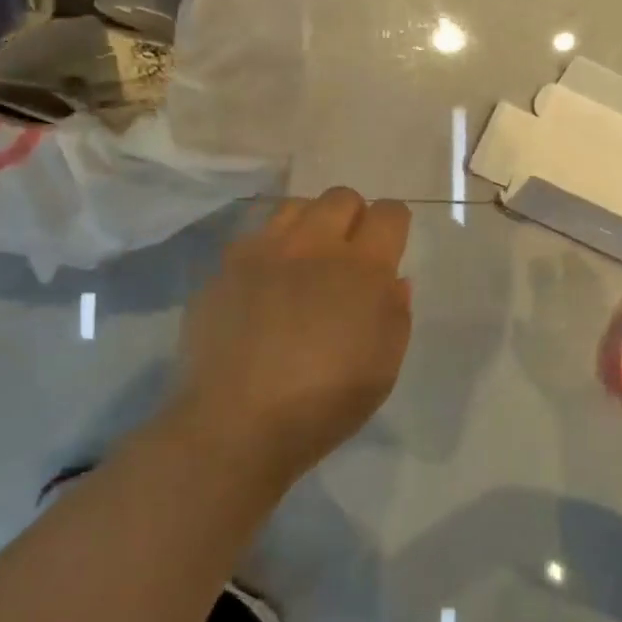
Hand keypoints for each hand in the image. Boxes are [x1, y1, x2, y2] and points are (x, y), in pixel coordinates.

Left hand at [175, 187, 412, 484]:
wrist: (236, 424)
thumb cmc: (324, 404)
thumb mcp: (384, 367)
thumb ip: (396, 313)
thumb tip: (393, 278)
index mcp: (362, 268)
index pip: (389, 213)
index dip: (394, 224)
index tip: (389, 246)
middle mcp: (315, 245)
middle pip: (342, 197)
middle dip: (353, 217)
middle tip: (348, 255)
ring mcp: (265, 251)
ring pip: (295, 206)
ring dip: (310, 224)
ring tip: (306, 259)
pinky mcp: (226, 266)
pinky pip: (255, 235)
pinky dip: (269, 248)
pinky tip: (265, 283)